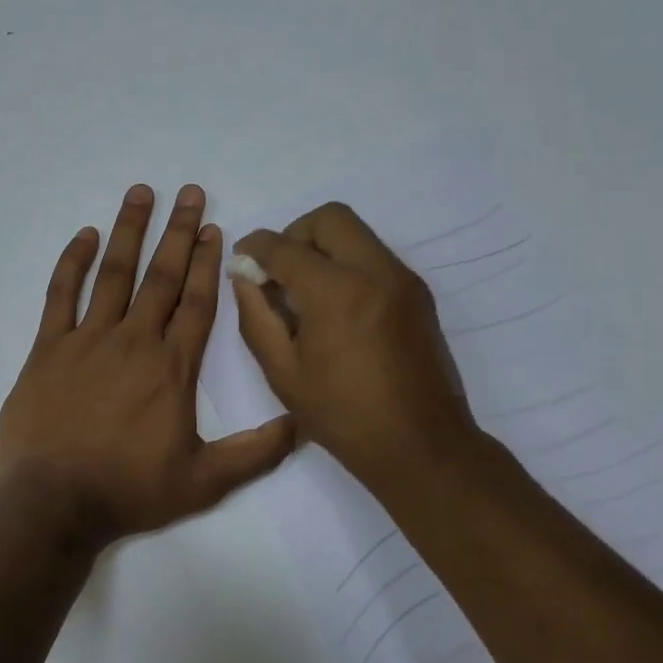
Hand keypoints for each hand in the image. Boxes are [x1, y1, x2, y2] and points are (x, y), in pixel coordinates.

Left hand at [0, 184, 295, 545]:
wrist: (54, 503)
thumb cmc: (130, 490)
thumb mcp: (204, 482)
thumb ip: (255, 453)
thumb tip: (302, 424)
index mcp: (173, 367)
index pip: (197, 302)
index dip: (208, 263)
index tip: (215, 229)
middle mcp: (134, 341)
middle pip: (162, 276)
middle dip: (179, 232)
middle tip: (190, 192)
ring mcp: (88, 340)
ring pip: (115, 274)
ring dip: (130, 231)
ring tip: (142, 193)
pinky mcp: (49, 349)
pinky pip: (61, 295)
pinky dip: (73, 262)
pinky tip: (86, 236)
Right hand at [232, 202, 481, 497]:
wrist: (421, 445)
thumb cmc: (343, 416)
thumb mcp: (283, 372)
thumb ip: (257, 316)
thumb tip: (244, 277)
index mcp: (336, 292)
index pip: (285, 247)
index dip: (255, 248)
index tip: (242, 261)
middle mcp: (375, 271)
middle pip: (329, 218)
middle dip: (294, 235)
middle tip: (279, 271)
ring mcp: (403, 279)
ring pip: (356, 233)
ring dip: (323, 247)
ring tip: (305, 292)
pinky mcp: (418, 293)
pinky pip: (374, 256)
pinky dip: (348, 264)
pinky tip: (335, 307)